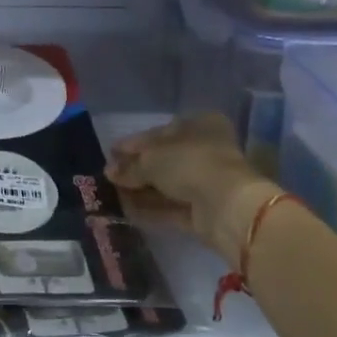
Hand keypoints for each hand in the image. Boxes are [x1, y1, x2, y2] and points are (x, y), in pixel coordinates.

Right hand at [106, 113, 282, 261]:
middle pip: (164, 159)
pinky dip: (151, 208)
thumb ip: (130, 166)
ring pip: (168, 184)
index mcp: (200, 125)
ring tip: (112, 194)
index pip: (160, 132)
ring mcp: (207, 182)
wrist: (226, 207)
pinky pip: (172, 206)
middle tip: (110, 176)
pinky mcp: (205, 211)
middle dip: (137, 169)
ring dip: (141, 190)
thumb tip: (110, 172)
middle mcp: (206, 150)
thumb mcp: (151, 159)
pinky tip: (127, 210)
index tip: (111, 153)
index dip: (134, 143)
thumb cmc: (189, 164)